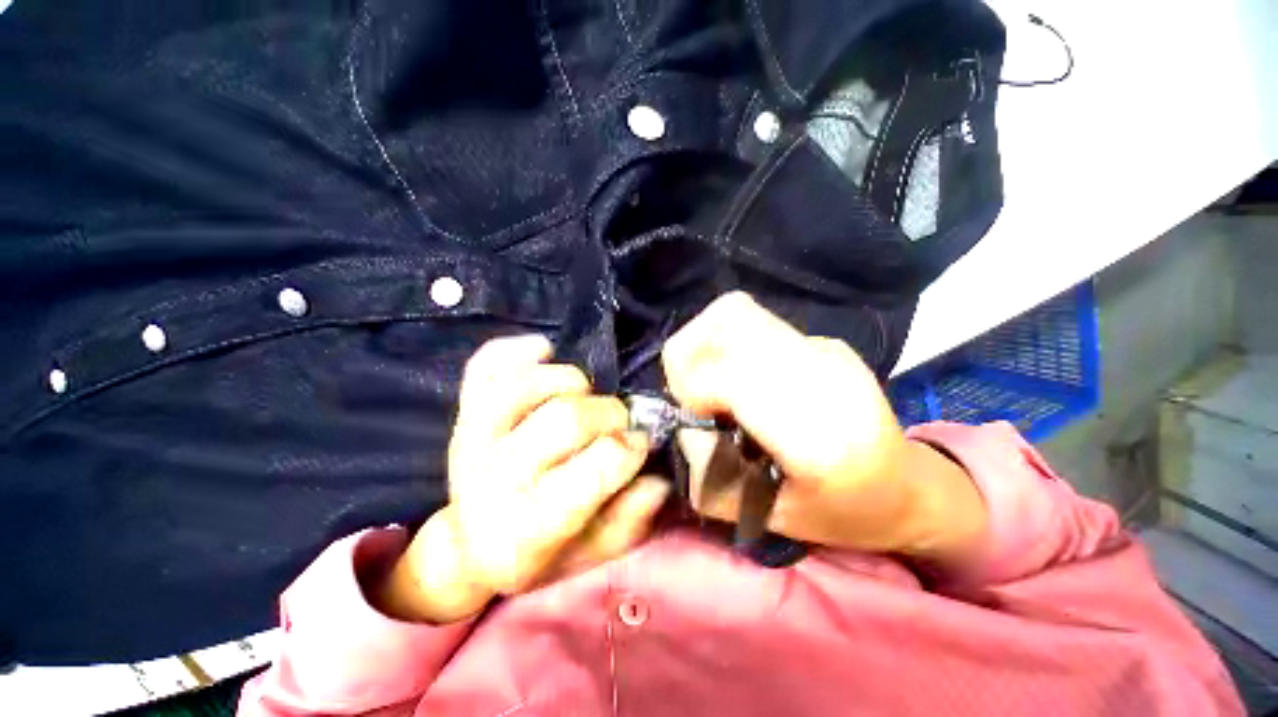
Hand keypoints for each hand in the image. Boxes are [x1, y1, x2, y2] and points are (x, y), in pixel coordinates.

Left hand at [373, 335, 669, 623]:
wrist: (470, 542)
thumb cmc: (540, 551)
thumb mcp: (591, 553)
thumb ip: (629, 520)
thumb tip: (658, 480)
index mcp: (526, 529)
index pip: (596, 467)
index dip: (630, 448)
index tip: (639, 444)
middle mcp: (492, 480)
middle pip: (566, 418)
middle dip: (608, 413)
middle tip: (616, 423)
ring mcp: (471, 437)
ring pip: (529, 383)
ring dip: (571, 382)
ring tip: (581, 398)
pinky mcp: (463, 410)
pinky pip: (487, 363)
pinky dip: (520, 350)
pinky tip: (544, 353)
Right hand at [662, 292, 987, 561]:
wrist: (908, 487)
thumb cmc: (841, 513)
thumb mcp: (766, 517)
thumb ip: (710, 477)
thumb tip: (684, 426)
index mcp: (820, 438)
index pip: (731, 376)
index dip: (692, 389)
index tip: (691, 416)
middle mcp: (825, 375)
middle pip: (731, 322)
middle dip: (689, 355)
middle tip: (690, 392)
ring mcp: (827, 349)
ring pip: (738, 312)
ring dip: (704, 342)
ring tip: (708, 380)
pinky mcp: (823, 341)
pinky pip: (753, 323)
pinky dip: (727, 343)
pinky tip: (740, 377)